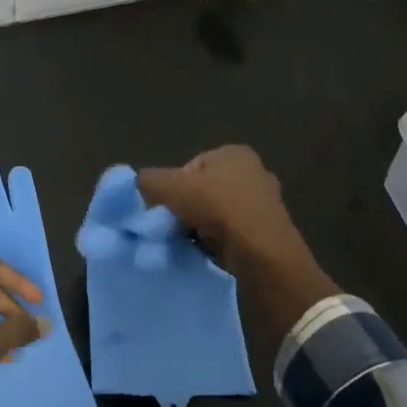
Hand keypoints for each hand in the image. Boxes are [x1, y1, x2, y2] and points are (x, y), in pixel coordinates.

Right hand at [137, 146, 339, 335]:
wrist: (261, 252)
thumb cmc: (216, 207)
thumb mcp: (169, 187)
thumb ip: (148, 180)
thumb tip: (138, 184)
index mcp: (234, 153)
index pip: (190, 167)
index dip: (173, 187)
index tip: (166, 207)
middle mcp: (254, 172)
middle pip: (203, 191)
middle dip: (185, 208)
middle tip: (173, 226)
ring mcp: (264, 203)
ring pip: (216, 214)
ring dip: (199, 227)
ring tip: (189, 242)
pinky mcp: (268, 232)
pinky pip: (231, 234)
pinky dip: (217, 242)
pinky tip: (208, 252)